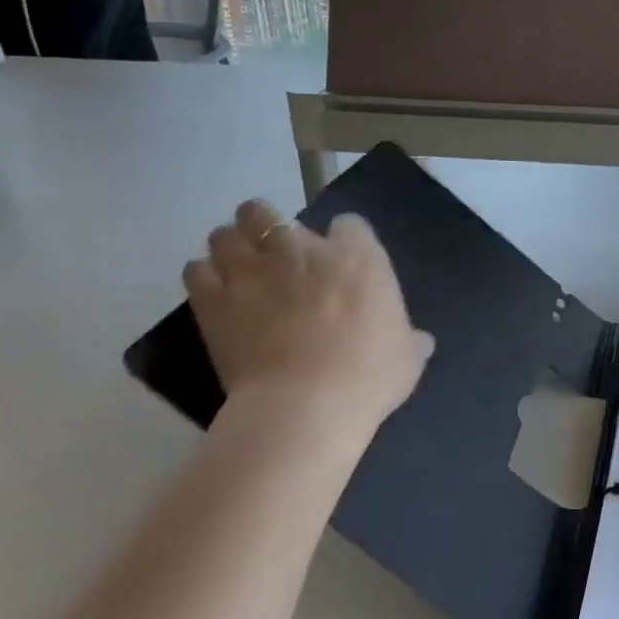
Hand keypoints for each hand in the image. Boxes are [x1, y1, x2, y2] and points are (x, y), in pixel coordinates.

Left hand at [183, 200, 435, 424]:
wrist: (305, 405)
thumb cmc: (368, 375)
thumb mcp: (408, 358)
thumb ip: (411, 339)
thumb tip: (421, 340)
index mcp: (356, 256)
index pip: (349, 224)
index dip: (344, 241)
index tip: (342, 264)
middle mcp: (301, 249)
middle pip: (267, 212)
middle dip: (267, 227)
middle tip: (274, 256)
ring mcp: (252, 271)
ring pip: (225, 233)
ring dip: (231, 247)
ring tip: (238, 270)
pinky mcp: (213, 300)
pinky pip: (196, 270)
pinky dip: (205, 278)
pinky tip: (215, 295)